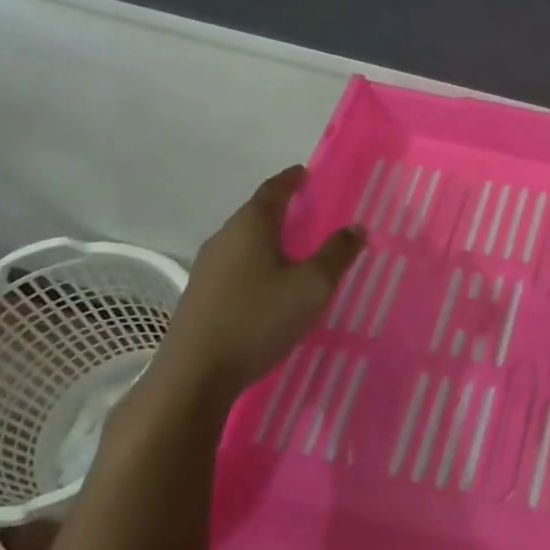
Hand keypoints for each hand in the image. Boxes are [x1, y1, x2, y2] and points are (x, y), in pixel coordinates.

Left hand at [155, 167, 363, 399]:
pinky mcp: (200, 296)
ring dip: (269, 239)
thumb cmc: (258, 319)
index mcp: (250, 226)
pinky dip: (257, 263)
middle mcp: (224, 238)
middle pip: (256, 213)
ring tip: (295, 249)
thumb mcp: (312, 286)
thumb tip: (355, 226)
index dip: (291, 180)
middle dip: (282, 209)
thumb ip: (336, 253)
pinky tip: (270, 284)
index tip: (307, 173)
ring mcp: (207, 268)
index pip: (273, 190)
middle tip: (310, 212)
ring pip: (244, 242)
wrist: (194, 376)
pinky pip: (236, 266)